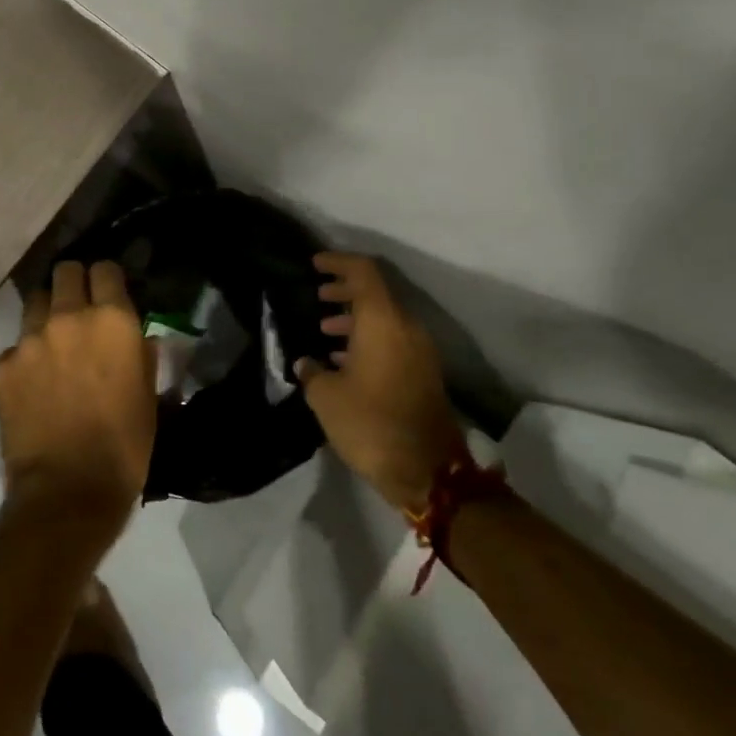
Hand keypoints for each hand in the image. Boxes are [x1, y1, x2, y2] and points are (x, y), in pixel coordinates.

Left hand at [0, 261, 155, 534]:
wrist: (68, 491)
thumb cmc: (124, 447)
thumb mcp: (148, 397)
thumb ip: (141, 355)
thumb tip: (135, 338)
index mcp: (112, 321)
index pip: (105, 269)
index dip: (107, 278)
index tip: (108, 292)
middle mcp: (69, 317)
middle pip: (65, 271)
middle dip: (73, 283)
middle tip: (78, 308)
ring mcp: (30, 339)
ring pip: (35, 301)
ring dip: (46, 313)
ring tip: (52, 341)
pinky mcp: (3, 365)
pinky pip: (15, 346)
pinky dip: (25, 357)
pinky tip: (32, 384)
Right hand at [296, 251, 466, 511]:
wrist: (430, 473)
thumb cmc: (371, 424)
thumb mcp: (327, 397)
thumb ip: (312, 371)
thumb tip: (306, 363)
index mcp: (383, 322)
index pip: (363, 272)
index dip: (337, 262)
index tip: (314, 264)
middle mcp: (406, 328)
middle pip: (376, 293)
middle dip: (344, 290)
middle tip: (317, 295)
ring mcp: (420, 352)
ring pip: (385, 319)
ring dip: (355, 318)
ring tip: (324, 329)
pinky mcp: (423, 374)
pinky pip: (393, 341)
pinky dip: (368, 339)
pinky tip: (343, 359)